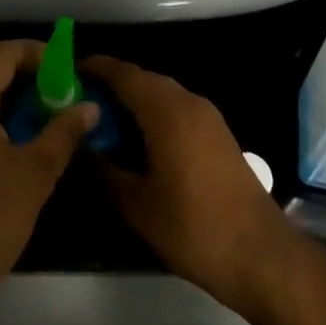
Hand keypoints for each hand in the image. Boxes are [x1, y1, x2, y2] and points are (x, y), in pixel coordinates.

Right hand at [83, 56, 294, 317]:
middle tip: (77, 102)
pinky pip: (176, 110)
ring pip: (161, 94)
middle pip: (143, 80)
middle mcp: (189, 102)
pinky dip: (152, 114)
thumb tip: (78, 147)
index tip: (64, 73)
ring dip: (132, 101)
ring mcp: (208, 118)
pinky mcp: (217, 135)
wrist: (261, 255)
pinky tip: (135, 141)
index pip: (123, 74)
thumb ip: (103, 169)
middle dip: (110, 85)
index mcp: (167, 110)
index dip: (94, 68)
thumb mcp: (136, 204)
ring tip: (101, 122)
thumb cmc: (193, 227)